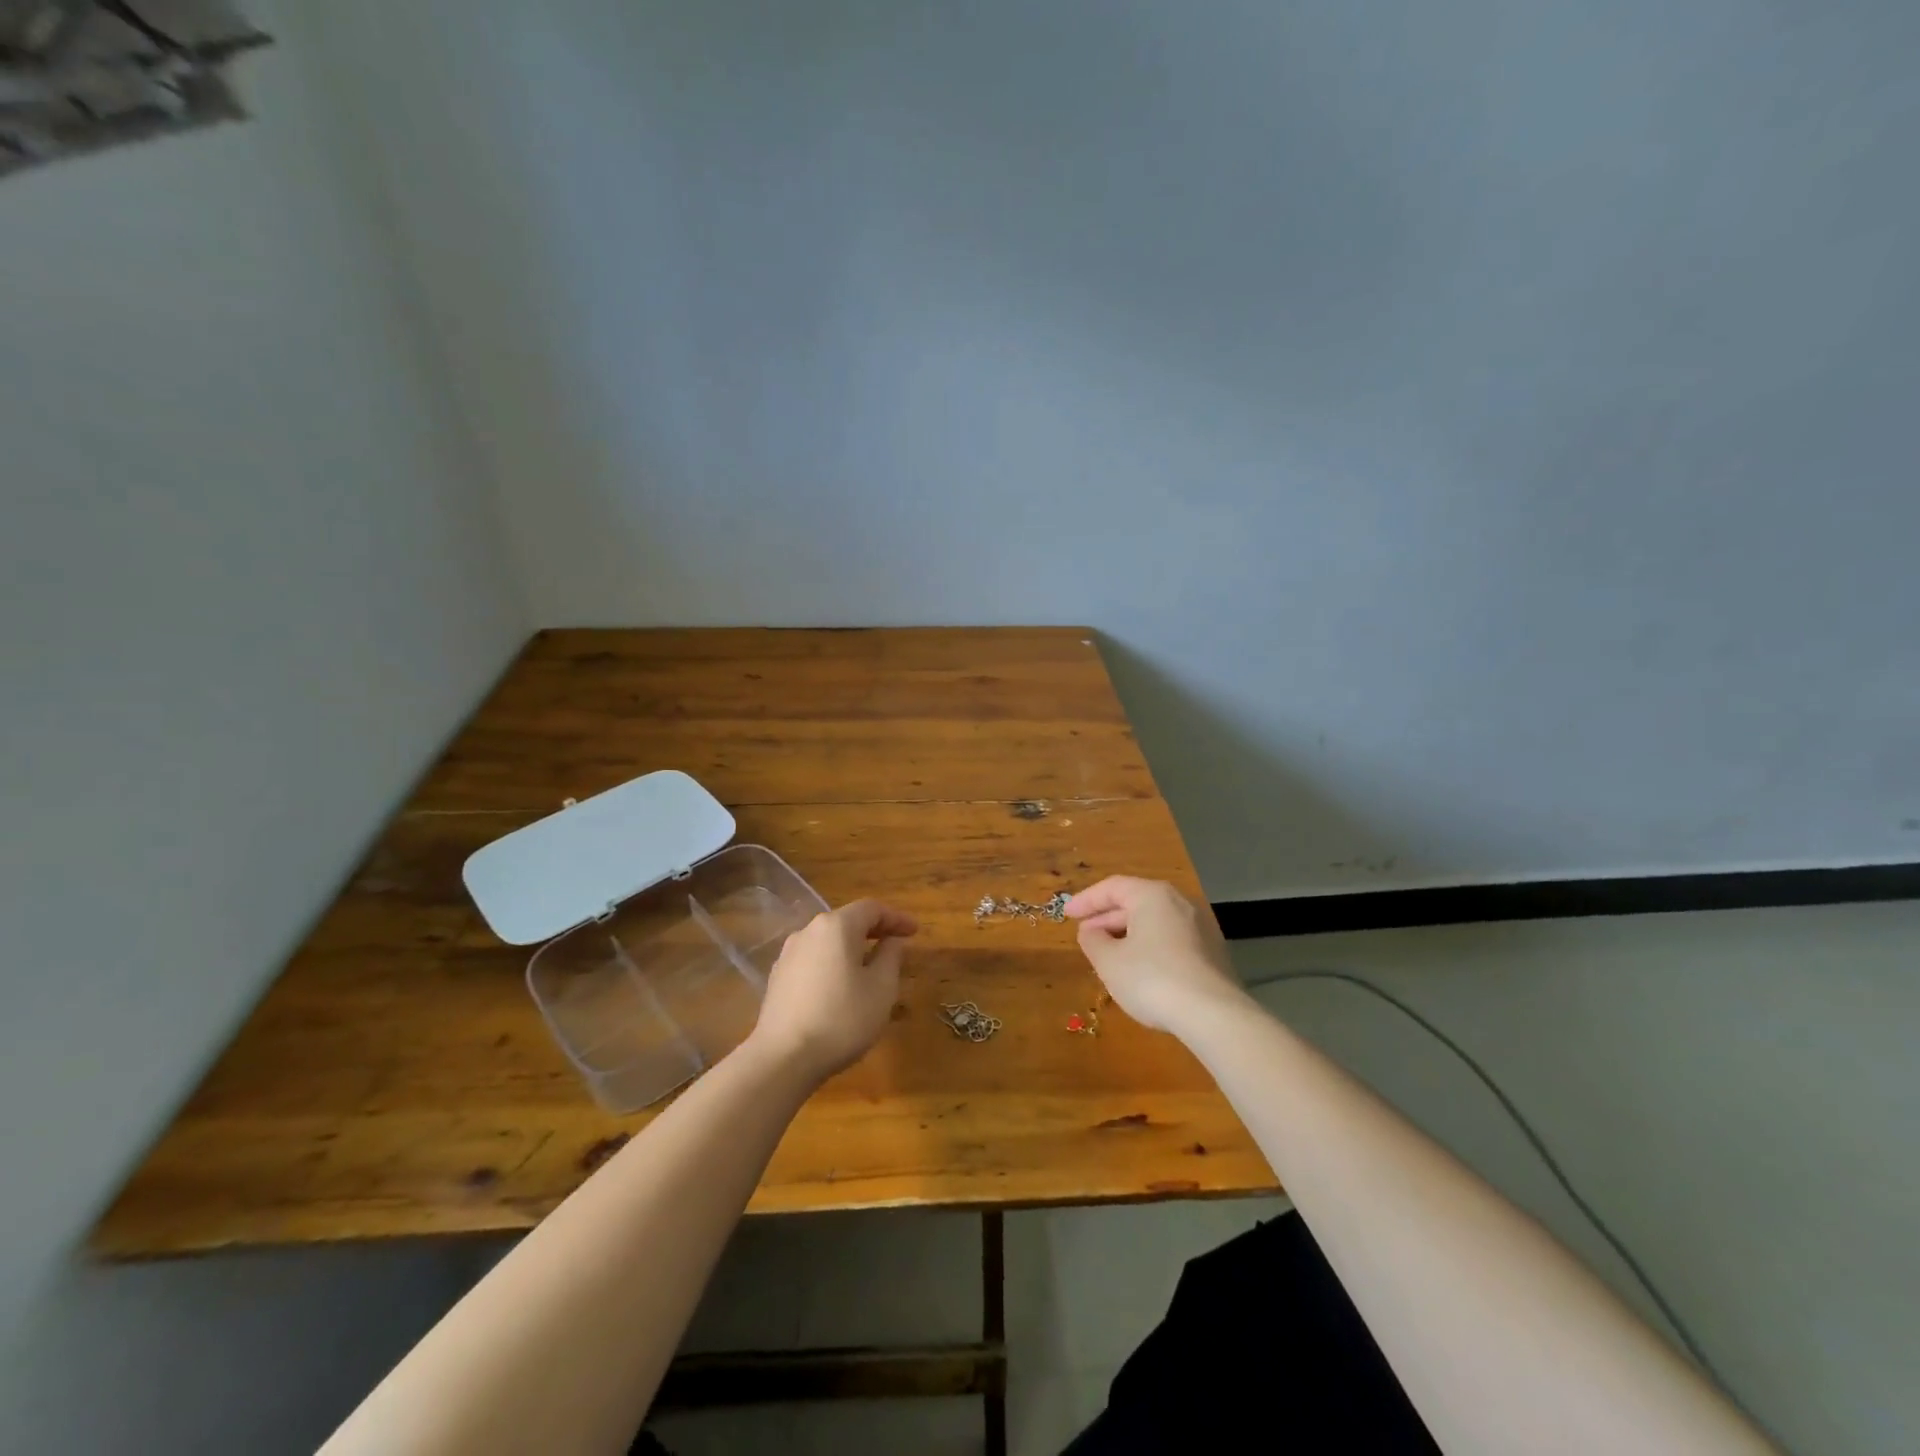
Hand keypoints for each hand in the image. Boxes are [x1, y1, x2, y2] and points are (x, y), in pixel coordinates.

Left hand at [749, 900, 918, 1082]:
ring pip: (828, 942)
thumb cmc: (842, 1019)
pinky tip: (840, 988)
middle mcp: (809, 931)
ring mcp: (788, 954)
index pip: (872, 909)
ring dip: (852, 949)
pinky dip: (832, 964)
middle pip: (847, 921)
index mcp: (836, 927)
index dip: (896, 918)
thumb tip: (892, 940)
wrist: (783, 1059)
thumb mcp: (881, 989)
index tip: (915, 931)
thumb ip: (890, 957)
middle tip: (896, 946)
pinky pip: (813, 961)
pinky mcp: (777, 978)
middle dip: (874, 931)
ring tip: (870, 969)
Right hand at [1064, 876, 1245, 1034]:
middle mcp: (1179, 903)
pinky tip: (1139, 971)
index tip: (1066, 914)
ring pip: (1154, 923)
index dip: (1086, 900)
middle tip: (1085, 936)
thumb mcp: (1109, 961)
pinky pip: (1170, 940)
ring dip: (1127, 935)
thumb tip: (1091, 931)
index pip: (1113, 887)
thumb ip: (1093, 941)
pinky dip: (1149, 948)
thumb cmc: (1152, 979)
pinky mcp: (1212, 953)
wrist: (1213, 1015)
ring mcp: (1200, 928)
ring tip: (1108, 955)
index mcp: (1153, 895)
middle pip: (1136, 903)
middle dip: (1107, 919)